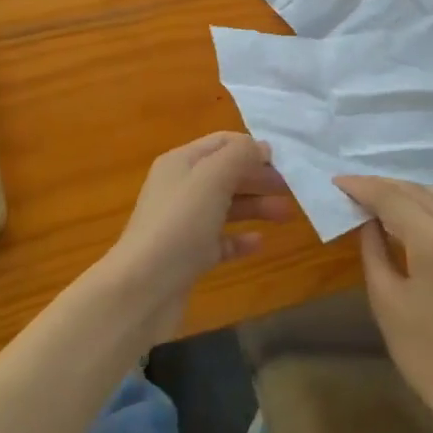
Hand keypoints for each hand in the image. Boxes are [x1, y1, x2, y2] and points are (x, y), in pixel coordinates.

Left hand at [105, 133, 293, 339]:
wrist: (141, 289)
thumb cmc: (179, 224)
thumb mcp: (213, 177)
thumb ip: (240, 155)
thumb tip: (260, 147)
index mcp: (182, 162)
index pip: (223, 143)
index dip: (252, 148)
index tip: (283, 162)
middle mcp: (181, 188)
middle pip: (227, 174)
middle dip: (259, 178)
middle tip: (291, 188)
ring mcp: (183, 223)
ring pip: (227, 206)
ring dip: (257, 206)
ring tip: (286, 215)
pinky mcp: (188, 256)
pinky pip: (220, 240)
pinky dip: (240, 239)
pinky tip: (259, 242)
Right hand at [335, 177, 432, 426]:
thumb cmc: (427, 353)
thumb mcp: (387, 302)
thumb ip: (374, 251)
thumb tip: (369, 222)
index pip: (392, 197)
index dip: (363, 187)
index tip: (338, 182)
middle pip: (417, 190)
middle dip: (384, 187)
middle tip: (355, 191)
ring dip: (411, 193)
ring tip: (384, 203)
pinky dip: (432, 207)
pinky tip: (416, 222)